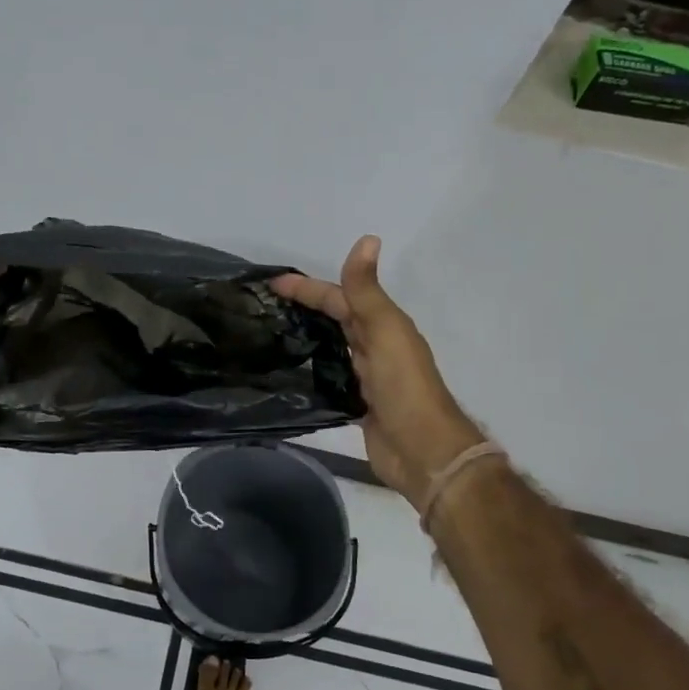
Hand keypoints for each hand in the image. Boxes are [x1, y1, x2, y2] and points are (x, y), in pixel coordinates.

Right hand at [272, 236, 484, 511]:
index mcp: (384, 326)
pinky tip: (291, 372)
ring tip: (272, 334)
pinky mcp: (358, 404)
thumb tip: (368, 238)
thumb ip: (368, 291)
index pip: (340, 297)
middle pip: (337, 319)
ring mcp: (367, 377)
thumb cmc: (404, 388)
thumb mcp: (385, 333)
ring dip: (309, 335)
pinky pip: (332, 377)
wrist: (422, 451)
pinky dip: (313, 369)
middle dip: (306, 308)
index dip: (308, 288)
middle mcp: (375, 347)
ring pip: (334, 346)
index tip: (273, 284)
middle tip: (266, 307)